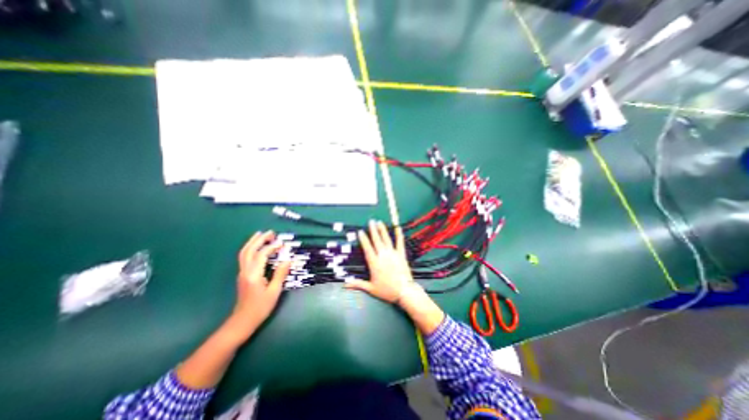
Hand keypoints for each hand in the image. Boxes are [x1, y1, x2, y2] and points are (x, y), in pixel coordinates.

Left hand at [225, 232, 288, 342]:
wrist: (243, 321)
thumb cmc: (260, 308)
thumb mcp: (274, 292)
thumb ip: (280, 274)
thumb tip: (288, 260)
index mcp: (253, 275)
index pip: (262, 255)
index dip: (272, 247)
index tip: (283, 243)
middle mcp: (245, 271)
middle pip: (249, 250)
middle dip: (259, 239)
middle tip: (271, 232)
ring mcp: (242, 273)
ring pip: (244, 253)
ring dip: (252, 242)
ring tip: (261, 234)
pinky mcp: (242, 275)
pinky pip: (245, 257)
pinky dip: (250, 248)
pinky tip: (257, 247)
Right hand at [345, 220, 414, 301]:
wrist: (404, 291)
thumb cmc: (386, 290)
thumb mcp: (370, 288)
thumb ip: (357, 284)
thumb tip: (344, 285)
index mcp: (374, 263)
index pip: (367, 248)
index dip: (363, 239)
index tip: (360, 231)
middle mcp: (382, 255)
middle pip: (376, 240)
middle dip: (373, 230)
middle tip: (371, 221)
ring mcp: (393, 254)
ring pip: (386, 239)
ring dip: (382, 230)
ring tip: (379, 222)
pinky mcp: (401, 255)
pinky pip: (400, 243)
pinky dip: (399, 235)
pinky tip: (398, 228)